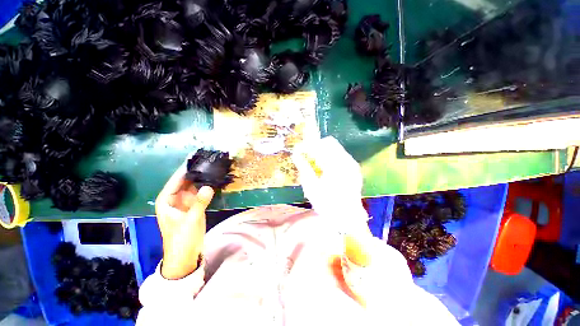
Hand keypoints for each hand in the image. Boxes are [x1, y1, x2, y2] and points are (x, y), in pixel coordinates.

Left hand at [155, 161, 214, 279]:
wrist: (186, 254)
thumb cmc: (181, 239)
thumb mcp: (190, 220)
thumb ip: (199, 203)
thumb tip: (209, 186)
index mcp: (167, 201)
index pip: (175, 181)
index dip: (184, 170)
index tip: (194, 158)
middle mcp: (175, 198)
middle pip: (185, 182)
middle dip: (195, 172)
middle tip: (207, 161)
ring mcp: (186, 202)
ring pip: (194, 186)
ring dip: (202, 179)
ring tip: (212, 168)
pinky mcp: (195, 205)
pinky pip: (200, 193)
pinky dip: (206, 187)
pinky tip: (214, 180)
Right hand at [292, 137, 367, 232]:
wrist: (347, 218)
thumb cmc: (327, 204)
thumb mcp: (311, 186)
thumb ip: (304, 167)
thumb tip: (296, 155)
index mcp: (336, 164)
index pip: (321, 145)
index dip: (308, 145)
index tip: (299, 149)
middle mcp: (346, 160)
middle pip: (330, 143)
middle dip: (316, 146)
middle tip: (306, 155)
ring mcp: (352, 165)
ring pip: (335, 149)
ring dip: (323, 152)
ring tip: (314, 162)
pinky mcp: (354, 170)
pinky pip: (340, 156)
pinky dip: (330, 158)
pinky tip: (324, 168)